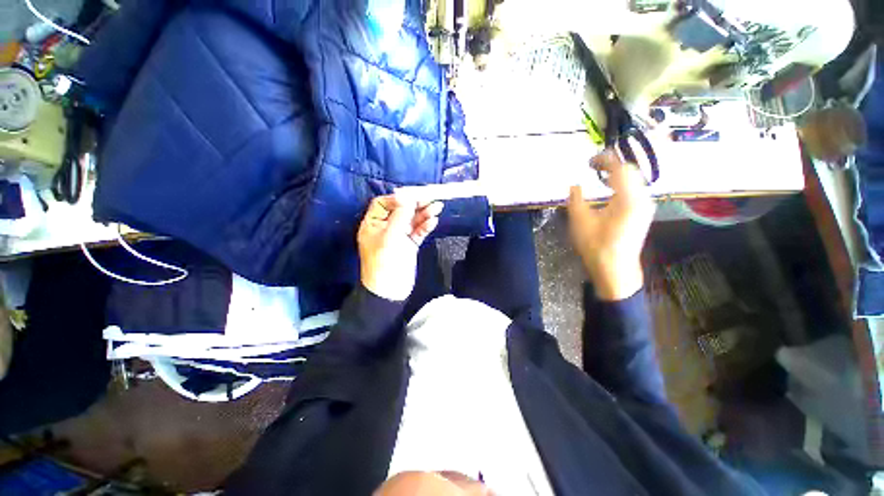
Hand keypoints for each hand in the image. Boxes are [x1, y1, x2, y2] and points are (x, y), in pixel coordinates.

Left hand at [358, 195, 443, 300]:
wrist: (390, 291)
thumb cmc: (384, 263)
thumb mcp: (390, 237)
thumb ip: (399, 217)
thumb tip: (407, 198)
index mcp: (373, 224)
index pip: (383, 204)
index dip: (397, 199)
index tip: (411, 197)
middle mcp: (386, 227)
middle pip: (401, 210)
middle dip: (416, 204)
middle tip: (431, 198)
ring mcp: (399, 236)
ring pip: (412, 220)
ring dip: (424, 214)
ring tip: (438, 207)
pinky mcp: (410, 244)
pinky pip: (419, 231)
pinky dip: (425, 226)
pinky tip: (433, 221)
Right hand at [567, 150, 655, 300]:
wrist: (615, 270)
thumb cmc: (596, 246)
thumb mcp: (580, 221)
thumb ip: (576, 198)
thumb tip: (575, 185)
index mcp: (628, 199)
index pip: (621, 168)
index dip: (605, 160)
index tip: (588, 161)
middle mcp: (642, 199)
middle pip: (631, 171)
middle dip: (611, 164)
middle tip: (592, 166)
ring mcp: (644, 207)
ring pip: (634, 180)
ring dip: (616, 174)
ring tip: (598, 173)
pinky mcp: (642, 213)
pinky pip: (634, 190)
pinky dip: (621, 183)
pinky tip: (609, 188)